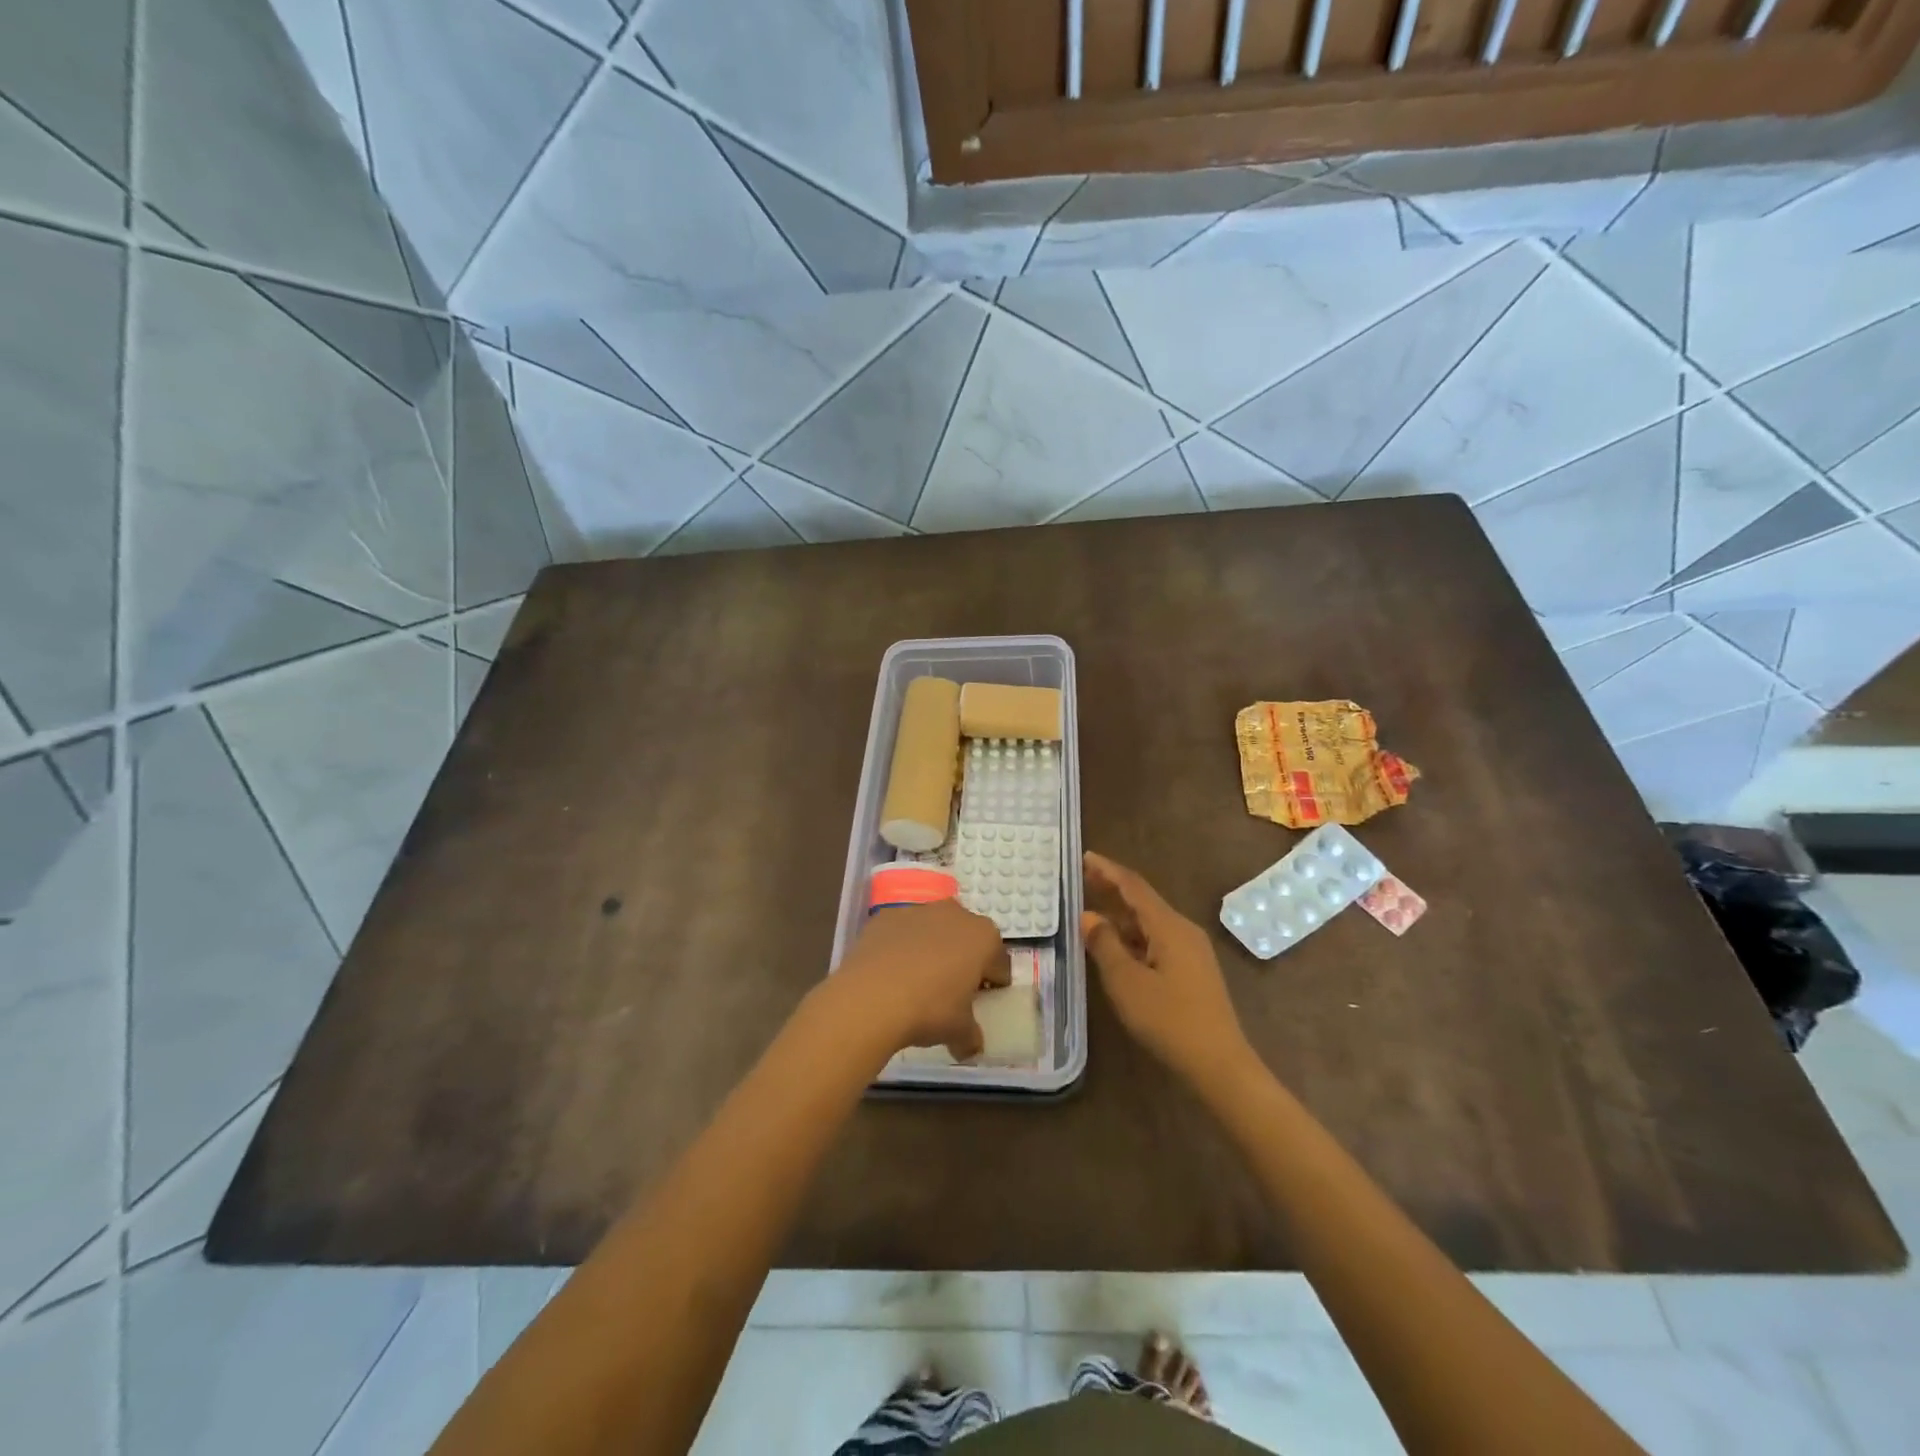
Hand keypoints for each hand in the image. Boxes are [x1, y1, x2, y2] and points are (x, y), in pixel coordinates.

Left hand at [831, 898, 1010, 1059]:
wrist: (871, 996)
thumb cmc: (930, 1010)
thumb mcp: (959, 1031)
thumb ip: (971, 1036)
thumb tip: (971, 1047)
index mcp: (983, 938)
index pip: (999, 961)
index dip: (994, 981)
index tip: (983, 999)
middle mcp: (955, 914)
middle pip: (966, 937)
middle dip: (963, 958)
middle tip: (953, 988)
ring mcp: (918, 911)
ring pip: (933, 929)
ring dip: (931, 948)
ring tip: (917, 980)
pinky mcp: (886, 916)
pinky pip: (901, 932)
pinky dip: (900, 946)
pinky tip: (891, 972)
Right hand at [1082, 852, 1255, 1090]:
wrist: (1219, 1064)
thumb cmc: (1169, 1020)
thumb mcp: (1127, 982)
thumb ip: (1105, 945)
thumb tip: (1088, 916)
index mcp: (1169, 926)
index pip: (1134, 886)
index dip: (1108, 870)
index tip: (1084, 857)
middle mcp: (1183, 930)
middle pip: (1143, 901)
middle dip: (1113, 889)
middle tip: (1083, 879)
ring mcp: (1191, 951)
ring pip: (1150, 923)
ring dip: (1121, 915)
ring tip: (1090, 912)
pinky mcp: (1192, 970)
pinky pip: (1157, 940)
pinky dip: (1133, 936)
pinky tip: (1116, 947)